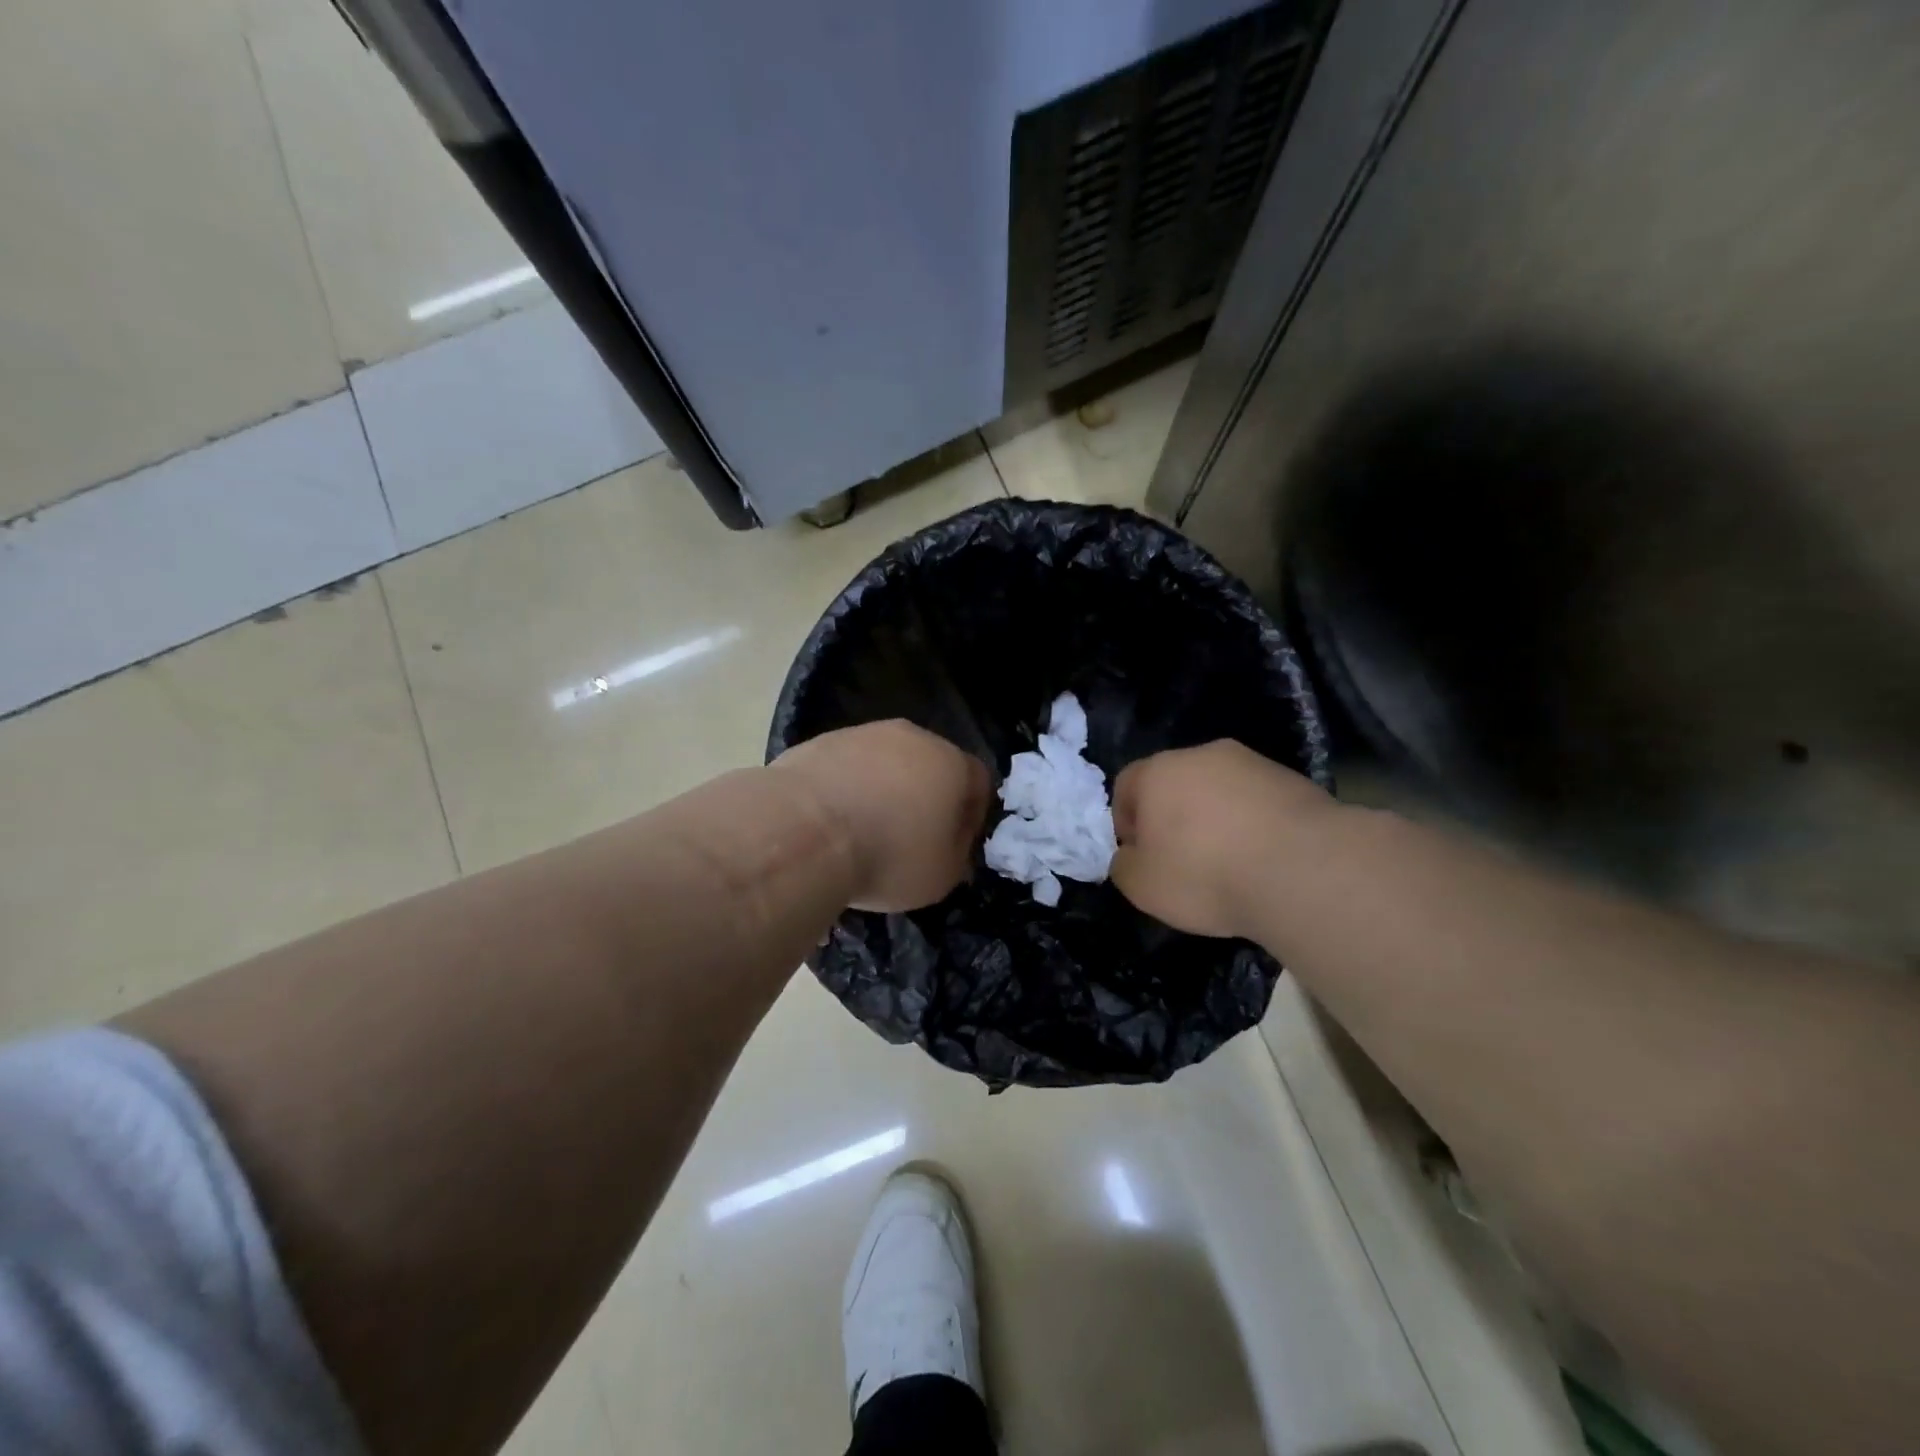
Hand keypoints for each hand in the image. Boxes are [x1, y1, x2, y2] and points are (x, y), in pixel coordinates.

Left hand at [772, 720, 992, 911]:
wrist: (802, 832)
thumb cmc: (887, 856)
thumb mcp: (942, 876)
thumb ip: (958, 855)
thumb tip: (951, 844)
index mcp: (952, 763)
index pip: (978, 782)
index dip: (970, 817)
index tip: (952, 847)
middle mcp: (912, 737)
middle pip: (929, 765)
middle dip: (924, 798)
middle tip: (908, 838)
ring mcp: (862, 734)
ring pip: (884, 763)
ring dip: (882, 790)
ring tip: (862, 831)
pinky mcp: (819, 741)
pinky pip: (845, 767)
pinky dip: (845, 789)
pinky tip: (830, 821)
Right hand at [1109, 741, 1333, 938]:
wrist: (1304, 870)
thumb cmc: (1205, 874)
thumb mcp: (1141, 886)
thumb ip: (1123, 865)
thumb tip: (1130, 855)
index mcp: (1158, 771)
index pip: (1126, 786)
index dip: (1126, 822)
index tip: (1141, 856)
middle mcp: (1202, 755)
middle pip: (1174, 783)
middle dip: (1173, 817)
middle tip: (1182, 860)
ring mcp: (1253, 763)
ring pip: (1219, 790)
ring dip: (1216, 819)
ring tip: (1230, 863)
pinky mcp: (1294, 781)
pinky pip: (1257, 802)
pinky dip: (1253, 825)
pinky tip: (1263, 860)